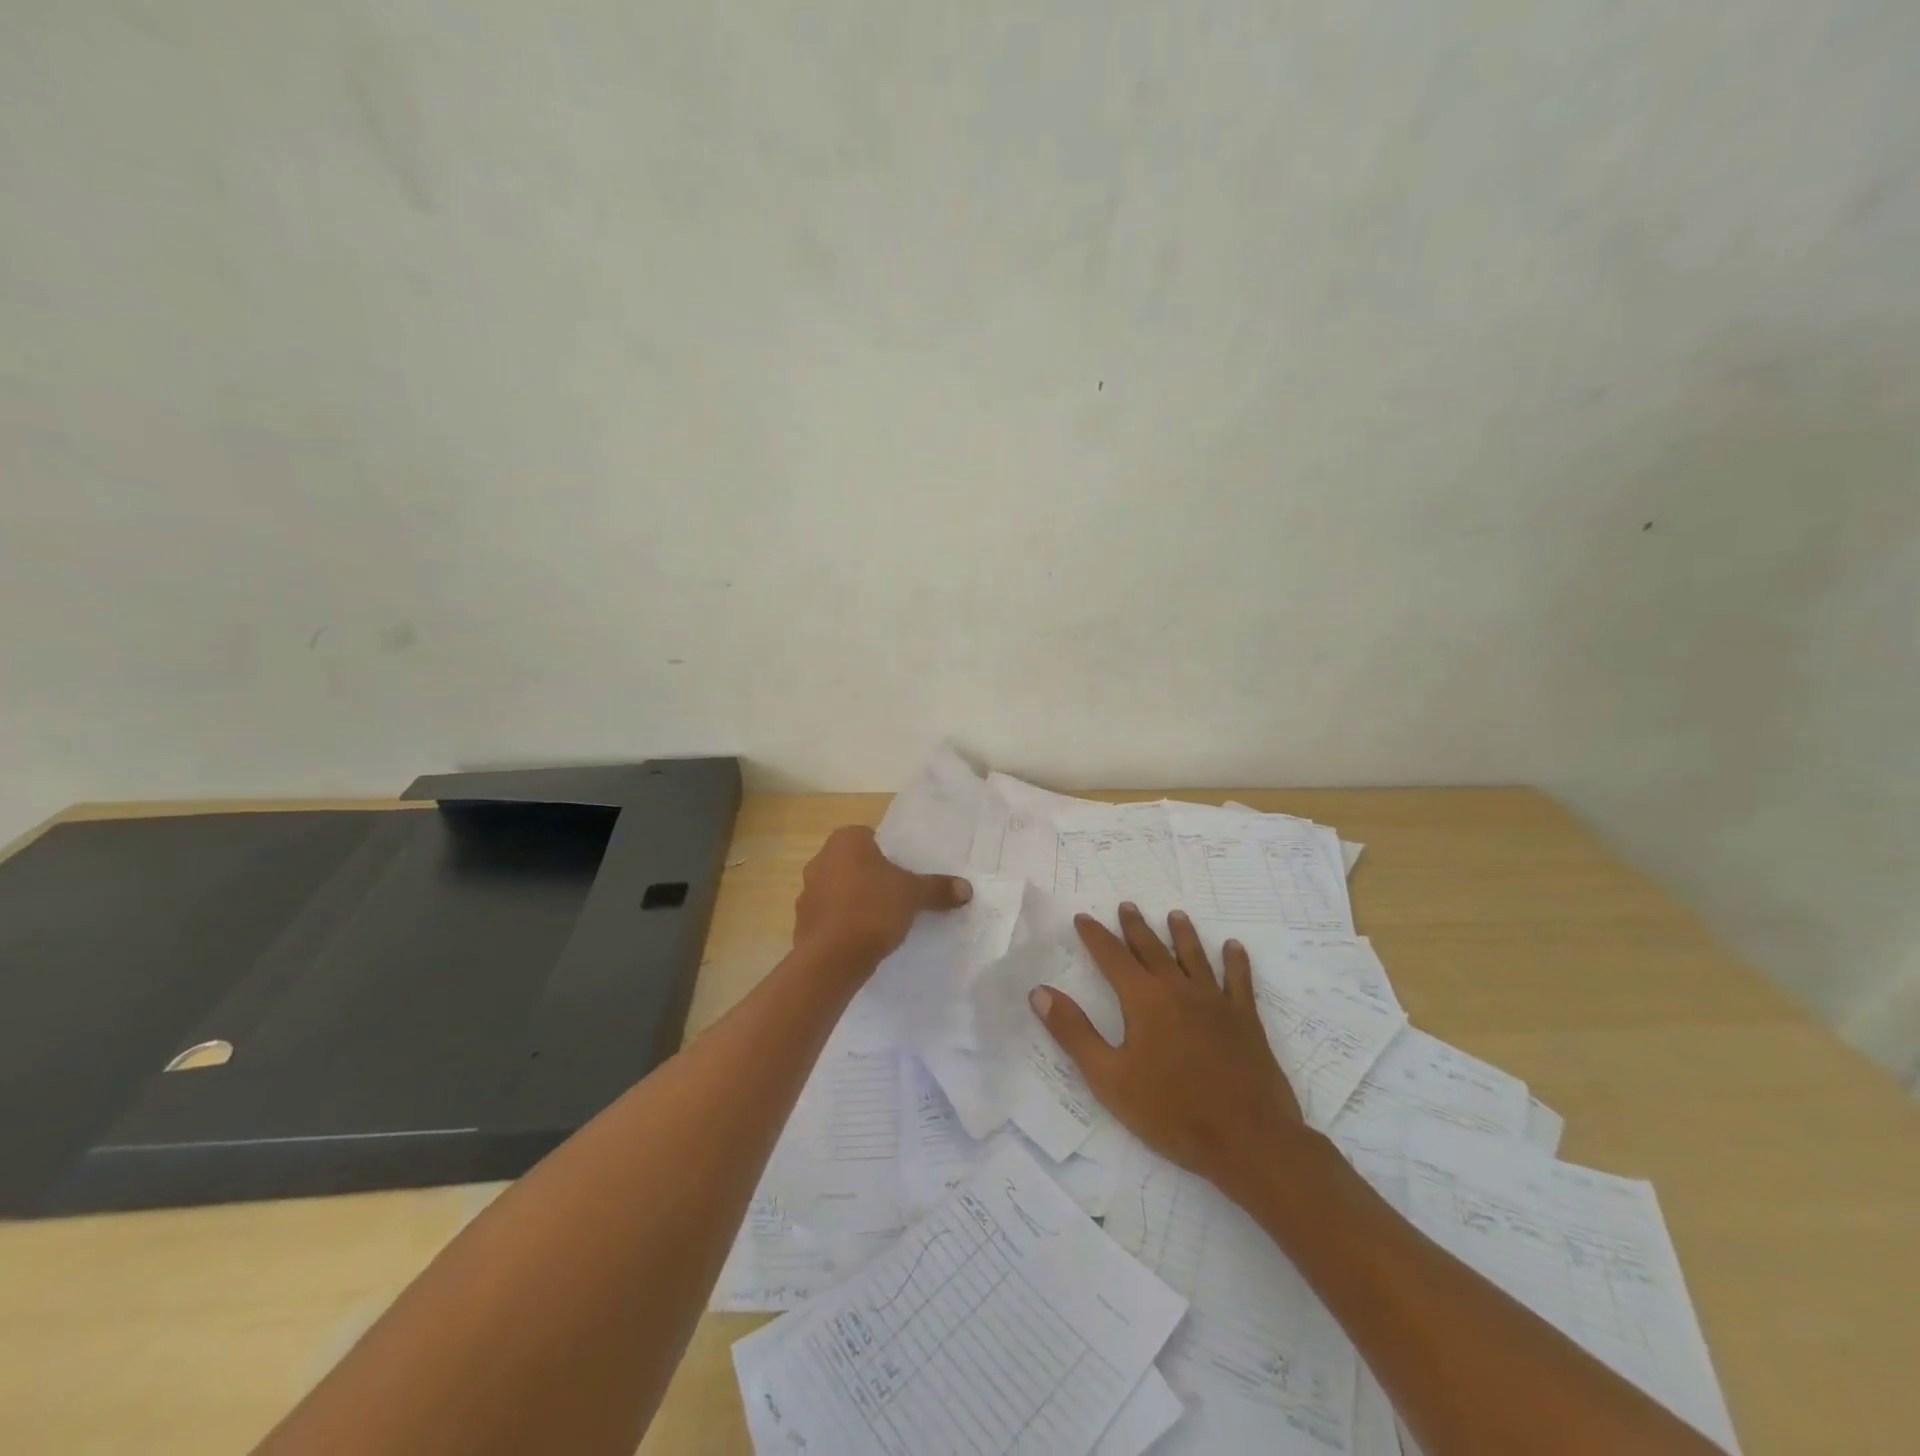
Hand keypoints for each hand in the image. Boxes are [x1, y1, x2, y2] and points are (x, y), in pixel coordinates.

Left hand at [792, 826, 972, 971]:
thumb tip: (966, 888)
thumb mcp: (913, 895)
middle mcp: (821, 859)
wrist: (832, 958)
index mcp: (845, 840)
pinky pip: (829, 916)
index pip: (871, 837)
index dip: (889, 855)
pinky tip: (861, 939)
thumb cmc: (873, 909)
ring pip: (839, 890)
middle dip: (871, 877)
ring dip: (855, 901)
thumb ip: (938, 888)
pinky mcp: (802, 922)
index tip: (903, 874)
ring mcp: (807, 891)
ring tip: (880, 921)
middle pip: (854, 863)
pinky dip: (843, 924)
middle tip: (896, 895)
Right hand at [1030, 903, 1306, 1198]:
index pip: (1112, 957)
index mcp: (1144, 1000)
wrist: (1247, 1139)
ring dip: (1183, 934)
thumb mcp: (1109, 1077)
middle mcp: (1179, 990)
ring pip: (1195, 957)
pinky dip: (1235, 961)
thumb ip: (1074, 1032)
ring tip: (1175, 915)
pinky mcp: (1245, 1021)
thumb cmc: (1171, 1112)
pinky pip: (1239, 981)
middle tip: (1127, 906)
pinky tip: (1233, 947)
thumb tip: (1040, 992)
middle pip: (1152, 949)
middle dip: (1136, 927)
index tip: (1083, 917)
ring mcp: (1216, 1003)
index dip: (1096, 936)